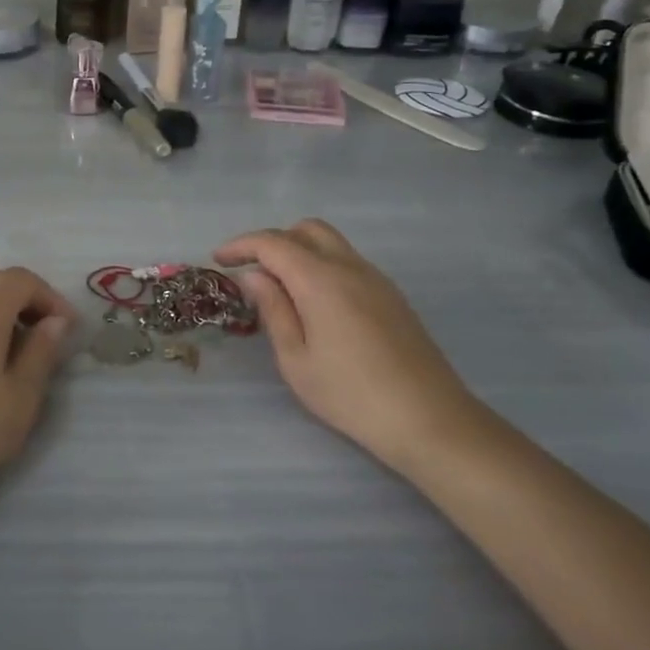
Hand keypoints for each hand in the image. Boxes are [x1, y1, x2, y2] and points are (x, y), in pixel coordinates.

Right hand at [216, 220, 486, 470]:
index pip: (273, 242)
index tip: (219, 260)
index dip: (241, 245)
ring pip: (331, 243)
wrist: (430, 420)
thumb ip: (273, 310)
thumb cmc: (351, 395)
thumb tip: (254, 276)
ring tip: (279, 287)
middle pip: (306, 230)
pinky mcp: (392, 296)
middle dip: (273, 241)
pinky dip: (322, 265)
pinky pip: (348, 262)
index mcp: (321, 279)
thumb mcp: (296, 359)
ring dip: (299, 251)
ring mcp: (376, 279)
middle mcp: (350, 267)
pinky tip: (314, 303)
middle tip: (251, 269)